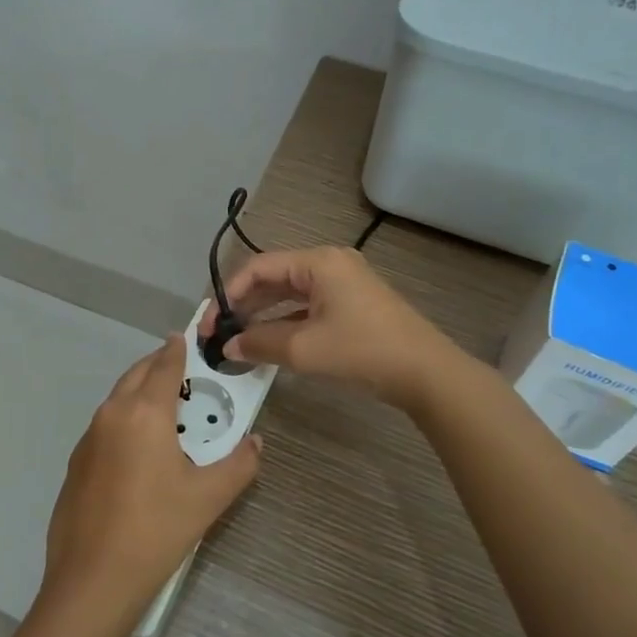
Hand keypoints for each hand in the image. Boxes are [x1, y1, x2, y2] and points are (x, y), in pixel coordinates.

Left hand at [42, 335, 261, 631]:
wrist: (92, 579)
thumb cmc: (156, 530)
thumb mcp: (209, 498)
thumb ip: (239, 464)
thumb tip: (255, 442)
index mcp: (144, 413)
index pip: (164, 365)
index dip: (178, 348)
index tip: (186, 335)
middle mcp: (112, 414)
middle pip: (136, 374)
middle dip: (158, 365)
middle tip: (182, 369)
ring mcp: (88, 438)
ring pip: (118, 398)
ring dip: (140, 391)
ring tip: (165, 406)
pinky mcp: (76, 462)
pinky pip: (105, 424)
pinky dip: (124, 418)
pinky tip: (138, 447)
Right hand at [203, 246, 460, 408]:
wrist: (427, 374)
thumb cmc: (363, 351)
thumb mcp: (304, 349)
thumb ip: (260, 343)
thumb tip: (228, 346)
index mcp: (318, 262)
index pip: (258, 268)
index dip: (228, 294)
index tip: (209, 324)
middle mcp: (329, 265)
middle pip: (273, 278)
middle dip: (243, 305)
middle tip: (218, 333)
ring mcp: (343, 284)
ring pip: (289, 294)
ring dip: (262, 315)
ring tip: (237, 339)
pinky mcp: (351, 305)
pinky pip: (307, 307)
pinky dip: (285, 322)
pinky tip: (268, 343)